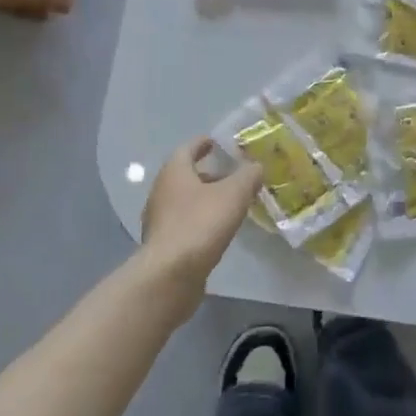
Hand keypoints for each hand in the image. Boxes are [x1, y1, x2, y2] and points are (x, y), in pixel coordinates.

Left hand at [138, 138, 262, 290]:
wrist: (171, 273)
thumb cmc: (201, 223)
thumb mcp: (233, 194)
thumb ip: (247, 176)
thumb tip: (256, 166)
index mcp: (174, 172)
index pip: (187, 148)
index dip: (203, 143)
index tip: (217, 142)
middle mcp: (161, 191)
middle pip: (185, 175)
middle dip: (207, 173)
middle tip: (231, 175)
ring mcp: (159, 219)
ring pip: (184, 200)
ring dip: (204, 198)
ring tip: (229, 204)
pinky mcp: (163, 244)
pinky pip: (184, 223)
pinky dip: (200, 220)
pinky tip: (217, 230)